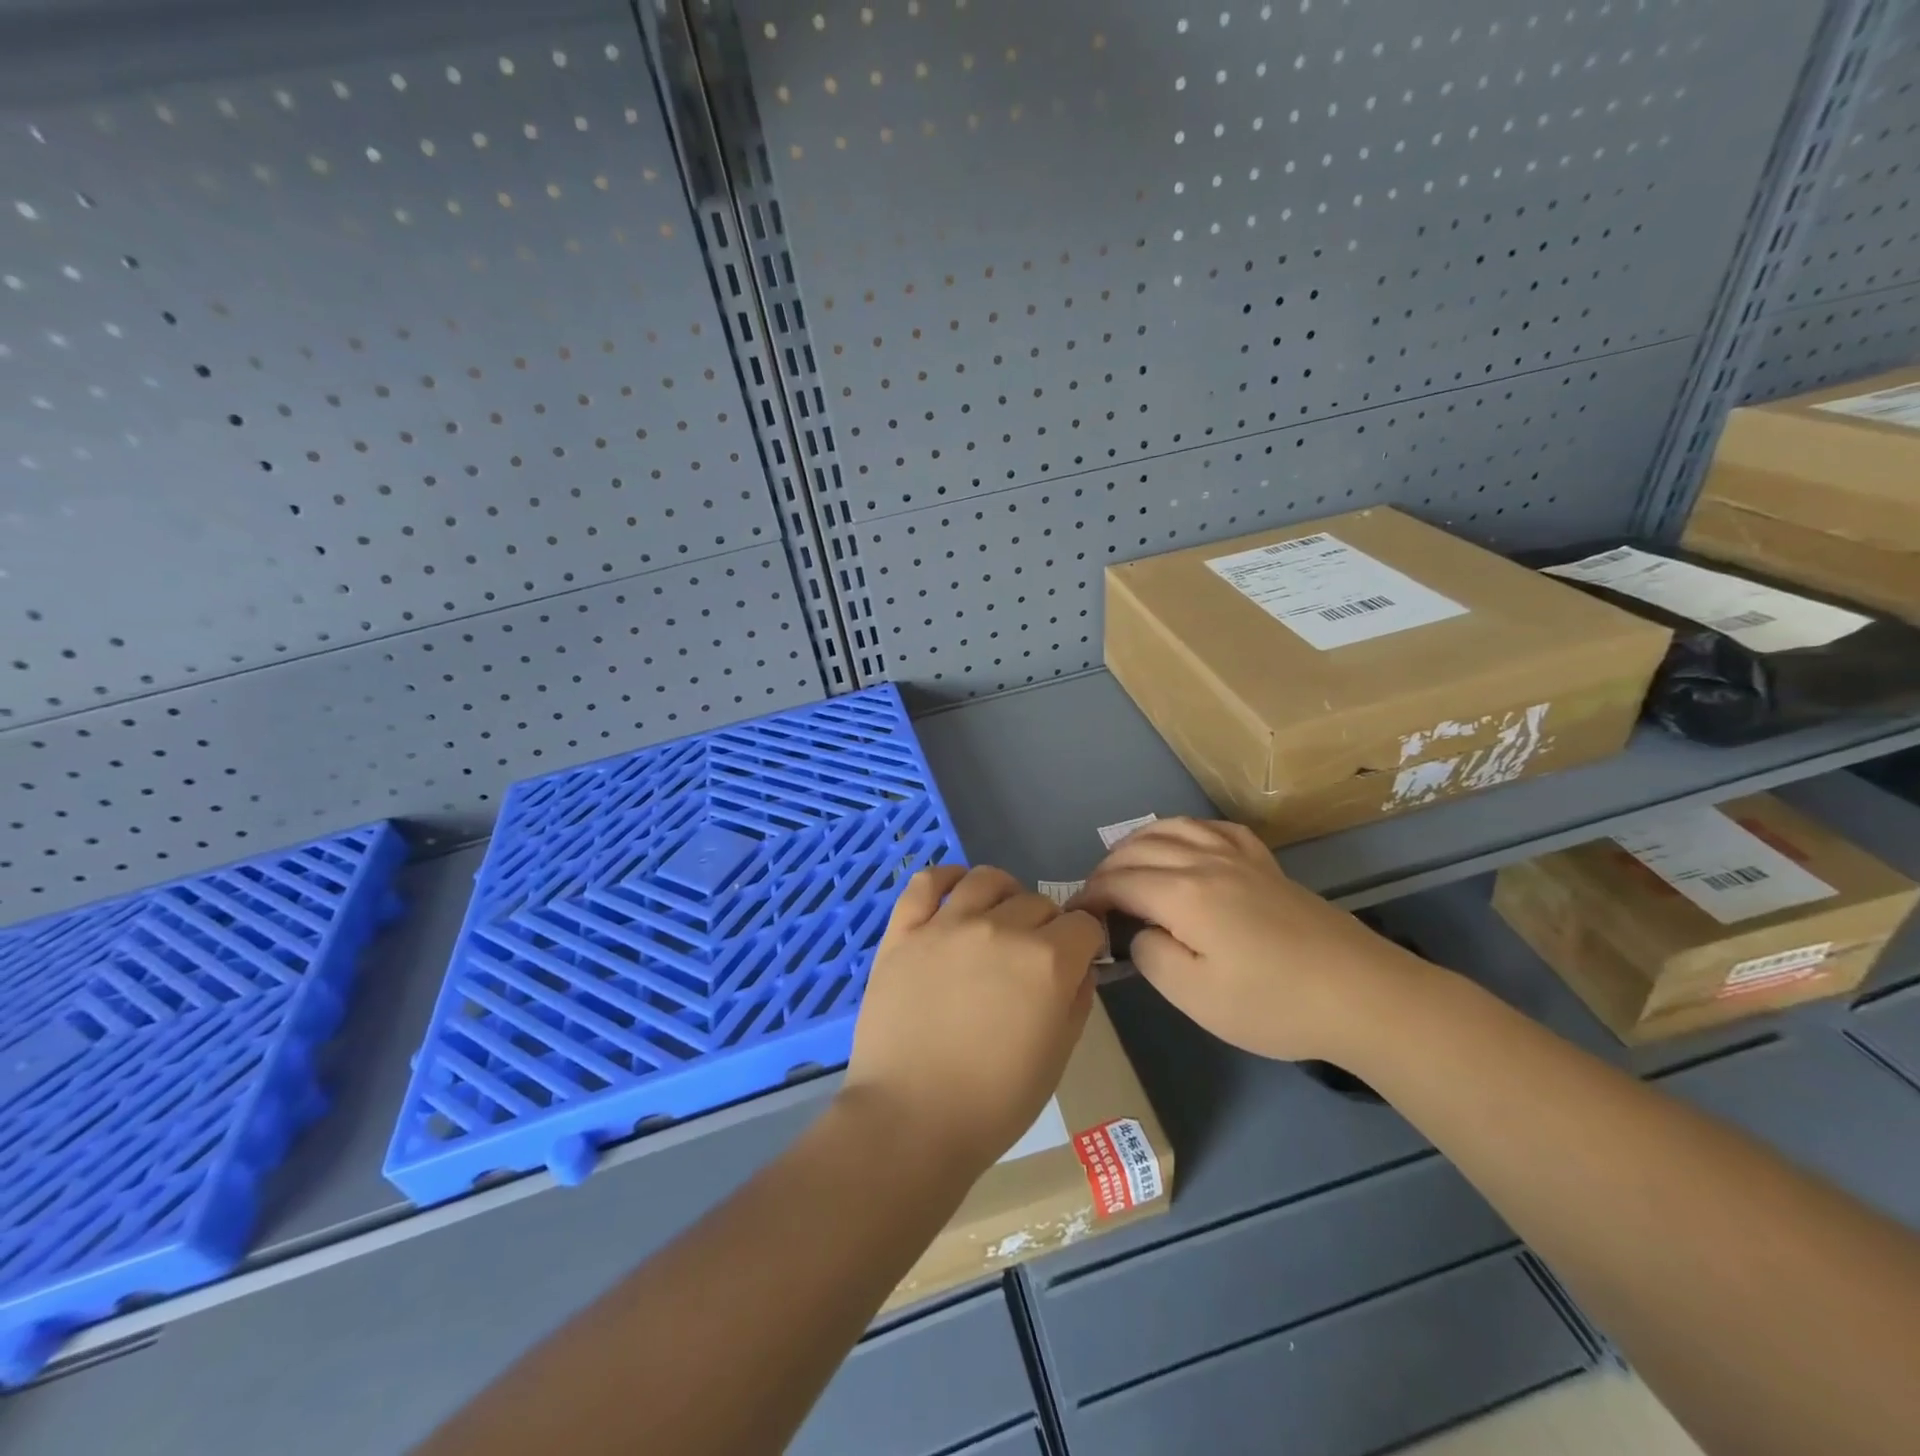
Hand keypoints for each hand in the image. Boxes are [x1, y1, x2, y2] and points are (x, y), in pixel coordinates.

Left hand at [844, 864, 1105, 1177]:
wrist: (910, 1120)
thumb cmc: (994, 1102)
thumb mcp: (1058, 1057)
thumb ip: (1076, 999)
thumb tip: (1080, 965)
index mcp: (1046, 961)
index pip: (1083, 924)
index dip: (1085, 942)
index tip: (1077, 959)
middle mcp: (1000, 929)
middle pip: (1037, 901)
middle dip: (1047, 925)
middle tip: (1033, 957)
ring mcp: (947, 925)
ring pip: (986, 879)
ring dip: (1003, 894)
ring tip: (998, 916)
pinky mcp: (904, 931)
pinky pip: (926, 881)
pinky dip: (945, 877)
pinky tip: (954, 891)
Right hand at [1074, 818, 1431, 1062]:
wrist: (1362, 995)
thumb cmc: (1273, 1003)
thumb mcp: (1196, 996)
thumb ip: (1151, 956)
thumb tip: (1139, 932)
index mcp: (1184, 893)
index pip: (1119, 881)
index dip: (1091, 895)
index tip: (1075, 916)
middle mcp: (1206, 862)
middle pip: (1141, 848)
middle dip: (1107, 867)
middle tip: (1094, 896)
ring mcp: (1240, 858)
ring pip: (1175, 828)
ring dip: (1140, 841)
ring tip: (1125, 861)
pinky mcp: (1267, 865)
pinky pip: (1216, 829)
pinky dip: (1187, 830)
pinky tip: (1186, 843)